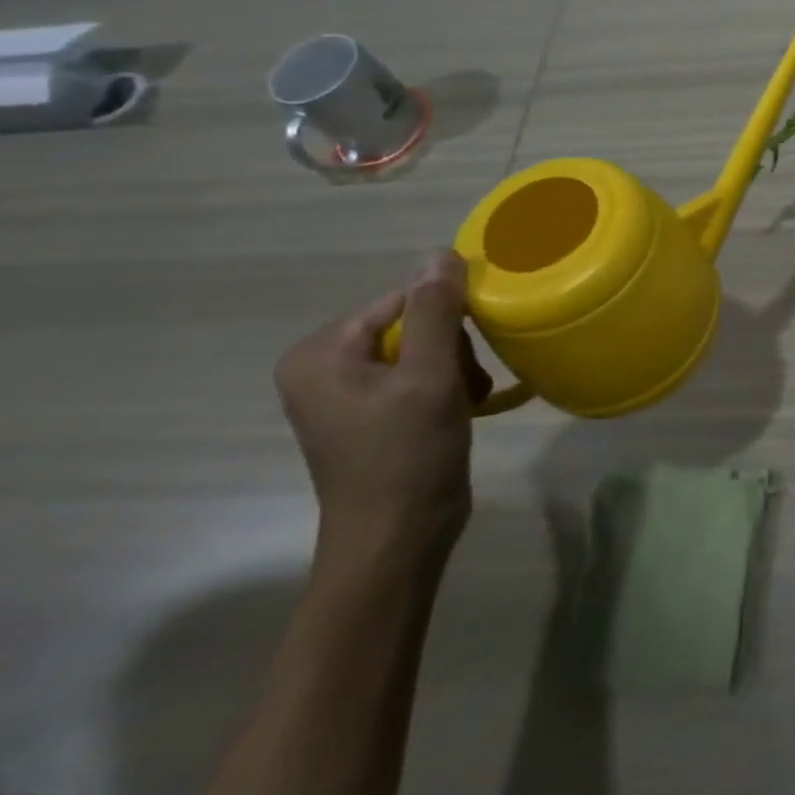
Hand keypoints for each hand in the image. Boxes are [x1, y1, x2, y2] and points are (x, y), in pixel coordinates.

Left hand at [273, 252, 490, 565]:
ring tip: (467, 401)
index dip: (448, 317)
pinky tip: (462, 410)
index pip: (403, 300)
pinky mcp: (373, 415)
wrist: (398, 540)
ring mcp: (347, 393)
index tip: (474, 348)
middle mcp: (324, 367)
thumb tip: (441, 253)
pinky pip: (418, 376)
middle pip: (414, 324)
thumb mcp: (428, 376)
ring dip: (456, 369)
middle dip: (452, 349)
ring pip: (423, 349)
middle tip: (466, 384)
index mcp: (320, 353)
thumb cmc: (407, 455)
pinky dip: (447, 387)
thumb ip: (435, 311)